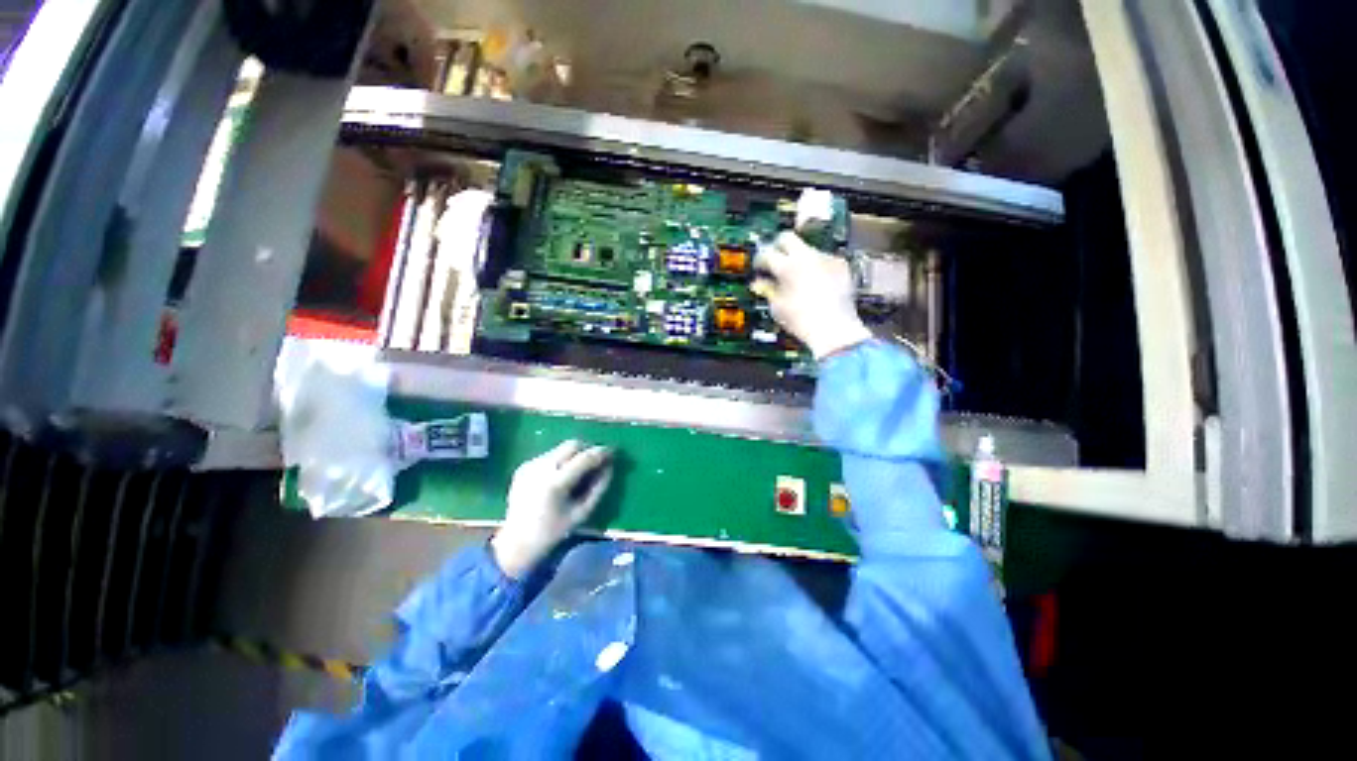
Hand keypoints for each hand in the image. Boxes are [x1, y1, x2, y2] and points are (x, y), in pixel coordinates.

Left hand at [490, 440, 613, 578]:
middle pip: (571, 445)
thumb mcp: (583, 512)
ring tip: (580, 469)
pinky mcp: (523, 467)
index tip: (613, 452)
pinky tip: (561, 476)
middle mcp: (541, 468)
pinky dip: (561, 460)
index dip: (601, 452)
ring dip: (574, 454)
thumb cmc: (553, 531)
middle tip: (598, 458)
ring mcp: (530, 465)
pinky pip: (549, 456)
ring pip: (560, 448)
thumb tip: (610, 465)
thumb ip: (599, 487)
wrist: (516, 542)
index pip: (584, 457)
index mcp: (555, 483)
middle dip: (588, 448)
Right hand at [752, 232, 871, 359]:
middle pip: (787, 237)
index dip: (759, 260)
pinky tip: (815, 282)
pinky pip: (824, 259)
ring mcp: (826, 259)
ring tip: (796, 276)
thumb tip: (759, 283)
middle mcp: (807, 257)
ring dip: (798, 258)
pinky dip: (816, 266)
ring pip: (807, 248)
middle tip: (774, 259)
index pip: (766, 253)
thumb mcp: (777, 307)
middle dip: (778, 246)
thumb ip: (767, 290)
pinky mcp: (841, 265)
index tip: (759, 267)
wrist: (834, 329)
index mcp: (787, 267)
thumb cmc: (802, 321)